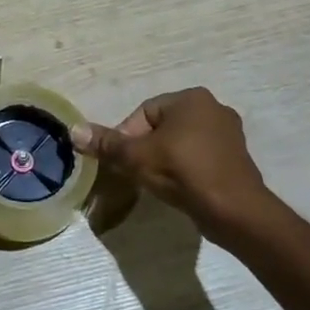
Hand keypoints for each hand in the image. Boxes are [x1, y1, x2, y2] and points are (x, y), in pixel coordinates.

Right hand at [71, 88, 281, 238]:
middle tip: (136, 173)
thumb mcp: (136, 157)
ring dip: (164, 160)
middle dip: (145, 149)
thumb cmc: (183, 172)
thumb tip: (74, 131)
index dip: (127, 137)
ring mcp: (229, 134)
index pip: (144, 113)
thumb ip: (106, 143)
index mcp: (191, 98)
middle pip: (162, 127)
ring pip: (181, 143)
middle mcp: (213, 108)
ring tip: (155, 183)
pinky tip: (179, 188)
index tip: (123, 162)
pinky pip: (199, 158)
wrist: (235, 211)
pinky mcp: (236, 159)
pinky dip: (185, 170)